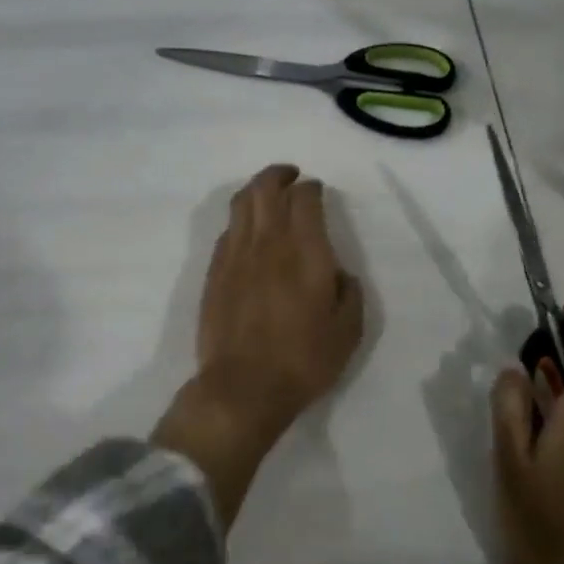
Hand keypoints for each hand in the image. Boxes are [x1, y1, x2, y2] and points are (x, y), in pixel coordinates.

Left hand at [154, 164, 365, 526]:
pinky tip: (247, 230)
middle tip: (291, 176)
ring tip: (267, 192)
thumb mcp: (348, 331)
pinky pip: (226, 231)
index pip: (304, 199)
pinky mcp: (214, 273)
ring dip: (255, 189)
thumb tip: (340, 272)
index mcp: (305, 251)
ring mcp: (235, 256)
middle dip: (279, 175)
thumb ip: (349, 292)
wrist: (243, 388)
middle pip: (266, 189)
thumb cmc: (303, 361)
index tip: (317, 190)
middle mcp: (268, 243)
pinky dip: (239, 220)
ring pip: (240, 204)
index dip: (311, 188)